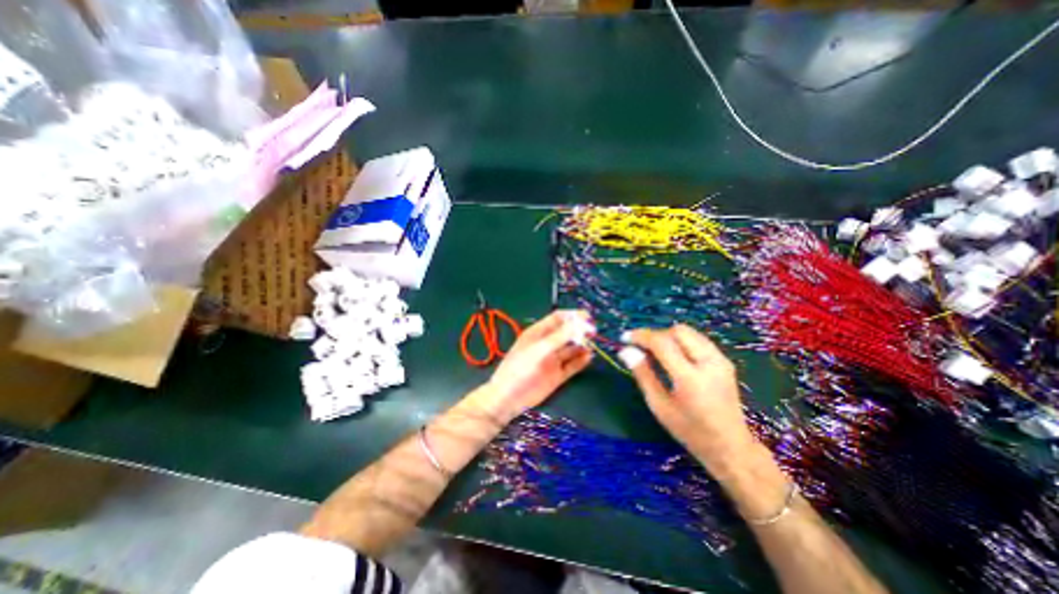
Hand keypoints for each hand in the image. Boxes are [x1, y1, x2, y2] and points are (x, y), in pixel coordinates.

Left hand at [471, 309, 593, 423]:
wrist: (509, 398)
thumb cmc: (520, 368)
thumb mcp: (540, 348)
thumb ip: (560, 336)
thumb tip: (581, 323)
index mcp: (539, 333)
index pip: (558, 318)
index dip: (573, 316)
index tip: (588, 317)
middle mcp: (547, 344)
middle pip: (567, 333)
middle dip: (580, 331)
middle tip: (593, 332)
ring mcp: (553, 360)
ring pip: (571, 349)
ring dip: (582, 346)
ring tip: (593, 344)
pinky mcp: (557, 375)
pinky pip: (572, 365)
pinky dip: (581, 361)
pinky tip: (589, 357)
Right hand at [623, 323, 756, 479]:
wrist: (731, 447)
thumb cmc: (690, 431)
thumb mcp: (659, 406)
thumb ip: (643, 374)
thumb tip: (626, 350)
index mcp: (690, 379)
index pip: (663, 343)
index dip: (642, 336)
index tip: (625, 338)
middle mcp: (709, 363)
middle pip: (678, 331)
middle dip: (656, 334)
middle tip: (641, 347)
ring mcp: (721, 360)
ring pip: (689, 332)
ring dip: (668, 336)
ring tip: (655, 350)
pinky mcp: (725, 361)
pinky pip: (698, 339)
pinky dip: (681, 341)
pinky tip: (673, 355)